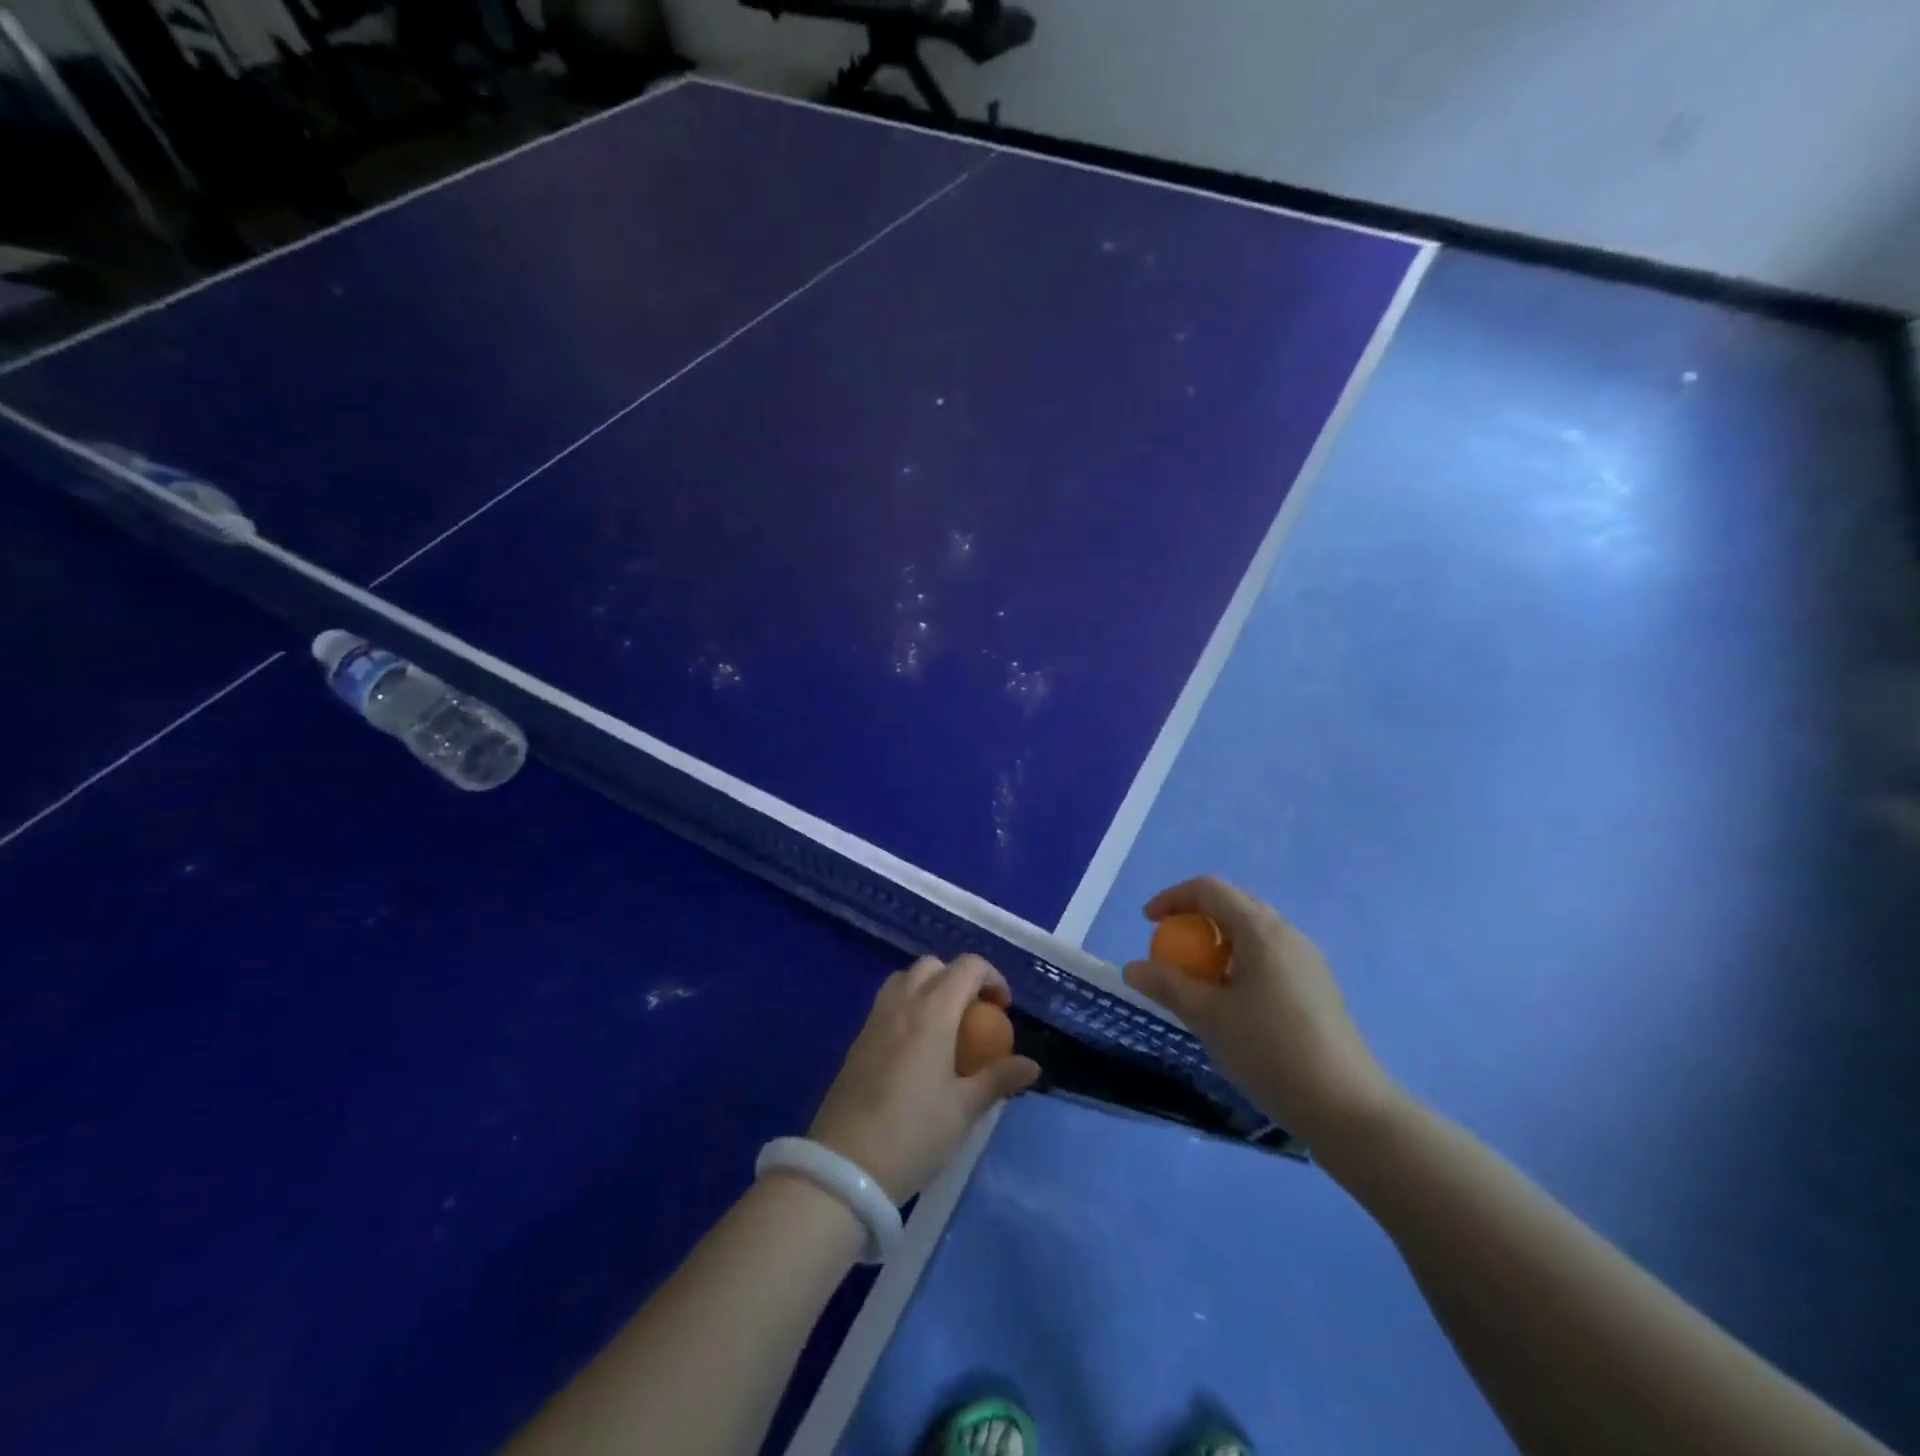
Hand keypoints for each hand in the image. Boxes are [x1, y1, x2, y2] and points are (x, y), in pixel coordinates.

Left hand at [808, 955, 1041, 1201]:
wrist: (846, 1166)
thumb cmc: (915, 1132)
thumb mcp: (965, 1109)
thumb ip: (998, 1079)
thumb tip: (1032, 1065)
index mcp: (932, 1012)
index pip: (967, 967)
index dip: (992, 978)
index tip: (1003, 1010)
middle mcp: (902, 1003)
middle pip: (933, 965)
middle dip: (959, 978)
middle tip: (975, 1015)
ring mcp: (875, 1019)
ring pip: (904, 979)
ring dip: (929, 987)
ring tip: (945, 1026)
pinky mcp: (858, 1039)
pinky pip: (887, 1003)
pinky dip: (907, 1006)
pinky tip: (916, 1048)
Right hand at [1123, 877, 1396, 1148]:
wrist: (1348, 1108)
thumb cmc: (1270, 1052)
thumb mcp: (1208, 1018)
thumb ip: (1167, 986)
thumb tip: (1132, 967)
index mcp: (1261, 931)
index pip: (1210, 890)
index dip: (1173, 898)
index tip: (1149, 923)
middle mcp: (1288, 934)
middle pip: (1235, 904)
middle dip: (1197, 917)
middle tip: (1172, 947)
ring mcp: (1309, 961)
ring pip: (1254, 932)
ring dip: (1220, 941)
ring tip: (1199, 978)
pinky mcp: (1318, 987)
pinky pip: (1270, 956)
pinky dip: (1241, 961)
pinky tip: (1233, 1002)